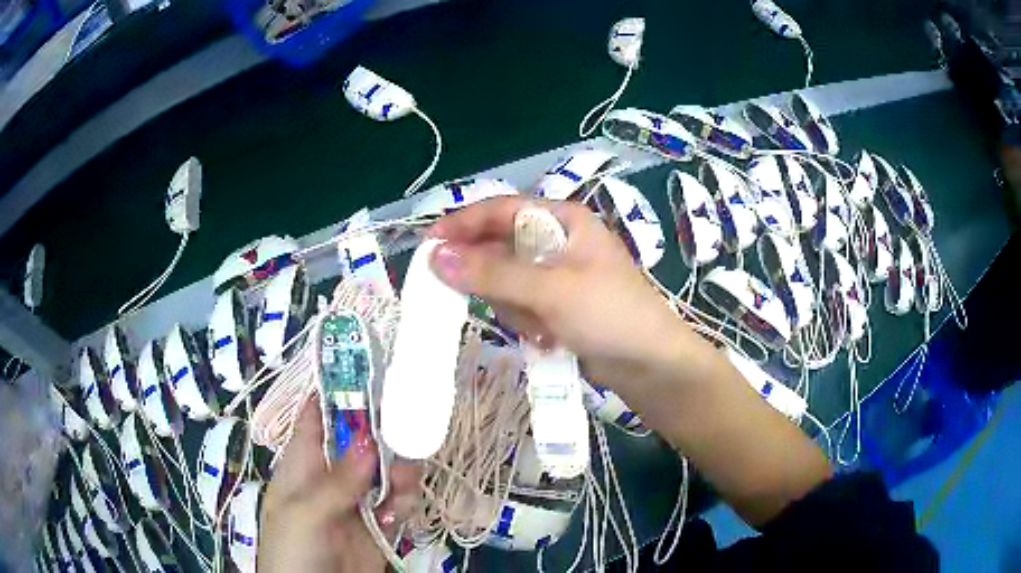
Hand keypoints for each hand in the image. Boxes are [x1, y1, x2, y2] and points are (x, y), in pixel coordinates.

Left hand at [258, 401, 420, 572]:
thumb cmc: (292, 551)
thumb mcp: (304, 514)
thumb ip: (337, 481)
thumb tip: (370, 439)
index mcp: (302, 465)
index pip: (317, 417)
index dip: (338, 392)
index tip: (371, 370)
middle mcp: (332, 477)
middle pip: (361, 441)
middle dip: (383, 434)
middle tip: (406, 431)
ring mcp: (358, 502)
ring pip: (386, 470)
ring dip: (400, 471)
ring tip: (403, 483)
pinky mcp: (381, 525)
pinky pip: (400, 502)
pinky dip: (405, 502)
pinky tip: (398, 514)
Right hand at [427, 195, 690, 392]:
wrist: (649, 365)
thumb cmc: (609, 314)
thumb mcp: (550, 289)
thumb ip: (492, 273)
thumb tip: (436, 258)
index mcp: (563, 220)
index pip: (500, 210)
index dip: (462, 225)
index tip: (428, 246)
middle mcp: (557, 241)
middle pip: (499, 248)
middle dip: (494, 280)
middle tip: (486, 301)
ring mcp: (556, 275)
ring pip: (505, 282)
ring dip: (514, 307)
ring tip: (540, 326)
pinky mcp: (556, 304)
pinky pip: (520, 305)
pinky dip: (526, 322)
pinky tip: (547, 337)